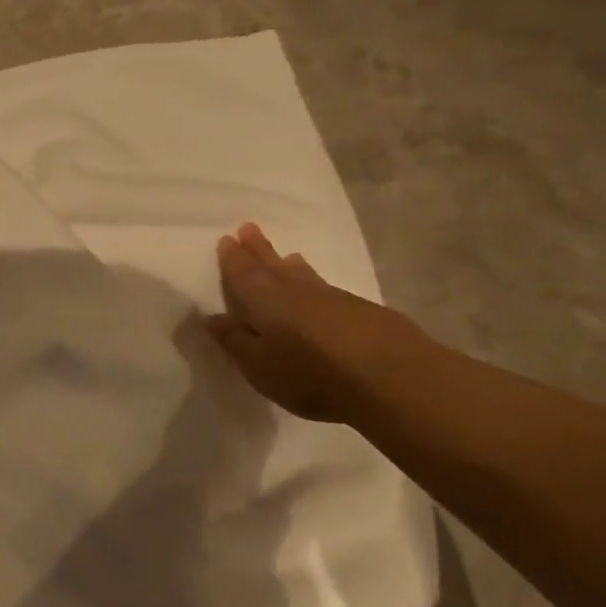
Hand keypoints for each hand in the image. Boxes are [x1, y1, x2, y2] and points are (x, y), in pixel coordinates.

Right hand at [203, 222, 435, 422]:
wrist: (394, 378)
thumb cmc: (310, 373)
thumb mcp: (258, 366)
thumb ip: (234, 341)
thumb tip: (211, 318)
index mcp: (265, 299)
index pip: (243, 272)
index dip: (233, 257)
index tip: (227, 238)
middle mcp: (297, 290)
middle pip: (274, 265)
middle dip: (260, 249)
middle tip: (249, 228)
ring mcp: (334, 298)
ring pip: (304, 275)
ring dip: (290, 264)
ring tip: (287, 256)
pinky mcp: (364, 312)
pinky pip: (327, 289)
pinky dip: (315, 283)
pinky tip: (320, 291)